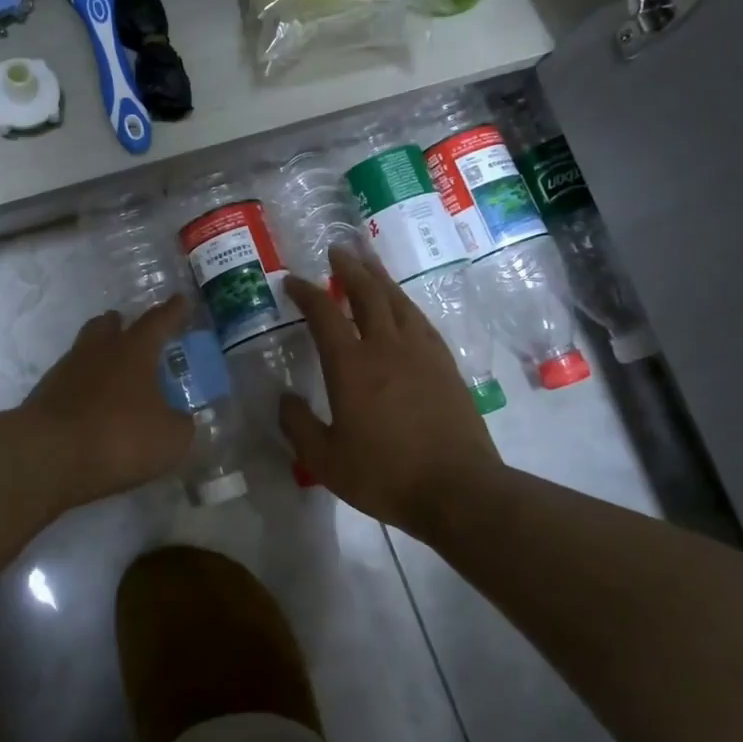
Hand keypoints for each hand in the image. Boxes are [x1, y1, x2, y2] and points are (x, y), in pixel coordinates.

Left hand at [24, 296, 196, 508]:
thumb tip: (180, 419)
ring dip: (99, 356)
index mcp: (133, 351)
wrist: (49, 457)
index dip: (173, 311)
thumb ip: (180, 424)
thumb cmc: (120, 437)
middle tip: (130, 329)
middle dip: (120, 324)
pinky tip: (91, 406)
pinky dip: (83, 388)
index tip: (180, 299)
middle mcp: (97, 351)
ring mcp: (66, 371)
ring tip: (113, 374)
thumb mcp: (170, 439)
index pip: (158, 321)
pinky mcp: (44, 397)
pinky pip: (69, 382)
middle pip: (107, 325)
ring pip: (84, 351)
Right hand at [280, 249, 502, 538]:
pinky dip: (405, 305)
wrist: (458, 489)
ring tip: (369, 264)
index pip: (324, 313)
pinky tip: (404, 308)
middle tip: (337, 252)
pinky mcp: (445, 366)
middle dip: (349, 268)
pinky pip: (421, 321)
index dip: (305, 292)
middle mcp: (386, 346)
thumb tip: (285, 399)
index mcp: (351, 365)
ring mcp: (421, 353)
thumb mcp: (324, 459)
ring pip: (398, 301)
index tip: (292, 281)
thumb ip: (298, 425)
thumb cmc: (385, 475)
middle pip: (367, 293)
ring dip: (380, 278)